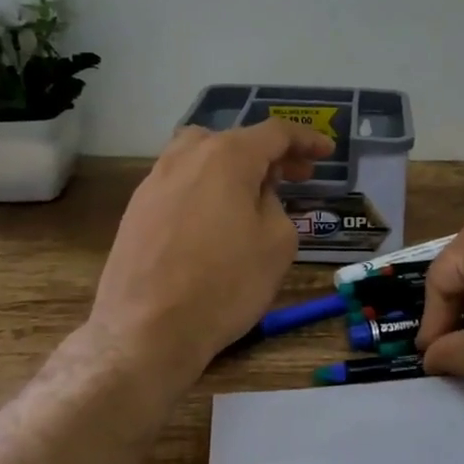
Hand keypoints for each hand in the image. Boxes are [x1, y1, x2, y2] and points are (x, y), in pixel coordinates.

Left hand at [89, 120, 333, 384]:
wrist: (146, 331)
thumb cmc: (224, 284)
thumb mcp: (277, 243)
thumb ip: (275, 204)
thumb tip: (257, 196)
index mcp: (226, 157)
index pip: (274, 133)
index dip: (306, 140)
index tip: (326, 152)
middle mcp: (185, 157)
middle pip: (235, 140)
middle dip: (271, 154)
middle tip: (298, 175)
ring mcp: (154, 181)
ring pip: (201, 156)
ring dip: (234, 166)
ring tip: (254, 193)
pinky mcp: (137, 209)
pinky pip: (181, 182)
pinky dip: (207, 186)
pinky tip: (216, 218)